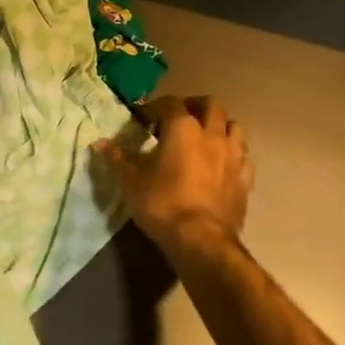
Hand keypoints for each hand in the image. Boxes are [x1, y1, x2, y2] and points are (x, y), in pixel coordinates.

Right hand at [95, 96, 253, 253]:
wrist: (201, 240)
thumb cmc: (162, 203)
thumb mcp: (130, 181)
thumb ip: (116, 158)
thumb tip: (99, 142)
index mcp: (183, 128)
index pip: (169, 103)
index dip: (155, 108)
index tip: (143, 120)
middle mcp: (212, 134)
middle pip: (210, 105)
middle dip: (194, 106)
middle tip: (178, 120)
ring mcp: (233, 156)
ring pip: (234, 126)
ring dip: (220, 126)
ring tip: (205, 138)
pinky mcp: (245, 179)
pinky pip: (243, 156)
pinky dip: (233, 154)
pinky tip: (222, 164)